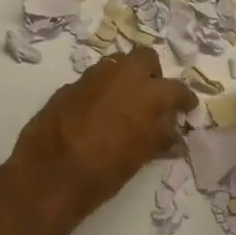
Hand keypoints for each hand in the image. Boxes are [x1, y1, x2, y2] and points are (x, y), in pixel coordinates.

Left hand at [9, 47, 196, 225]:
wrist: (50, 175)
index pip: (177, 89)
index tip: (185, 109)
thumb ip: (160, 139)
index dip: (184, 100)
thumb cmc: (104, 172)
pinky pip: (93, 80)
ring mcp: (93, 77)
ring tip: (124, 105)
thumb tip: (174, 136)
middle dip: (152, 75)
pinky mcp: (68, 85)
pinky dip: (101, 91)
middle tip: (151, 99)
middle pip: (146, 58)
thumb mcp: (140, 158)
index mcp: (149, 94)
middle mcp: (122, 75)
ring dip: (124, 79)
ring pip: (117, 64)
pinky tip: (96, 114)